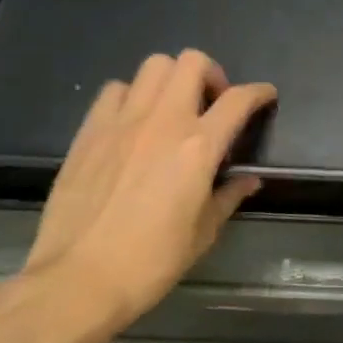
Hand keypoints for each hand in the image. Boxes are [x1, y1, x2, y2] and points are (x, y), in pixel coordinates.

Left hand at [16, 50, 276, 324]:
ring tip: (172, 108)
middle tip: (212, 103)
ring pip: (153, 66)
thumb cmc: (151, 262)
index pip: (239, 100)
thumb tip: (248, 180)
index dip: (259, 92)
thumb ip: (228, 197)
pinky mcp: (89, 132)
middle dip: (211, 74)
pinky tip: (133, 123)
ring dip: (171, 80)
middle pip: (192, 62)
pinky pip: (114, 90)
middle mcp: (163, 121)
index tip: (265, 96)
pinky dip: (132, 96)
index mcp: (198, 147)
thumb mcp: (203, 233)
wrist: (78, 280)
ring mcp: (121, 122)